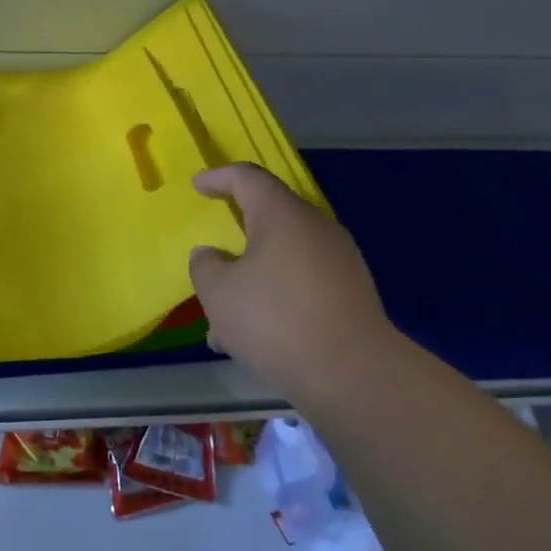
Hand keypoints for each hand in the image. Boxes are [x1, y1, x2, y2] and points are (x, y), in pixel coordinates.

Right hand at [189, 163, 401, 399]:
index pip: (247, 178)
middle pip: (268, 219)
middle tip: (210, 257)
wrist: (353, 373)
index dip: (218, 177)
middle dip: (234, 239)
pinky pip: (301, 283)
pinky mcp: (351, 293)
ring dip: (251, 279)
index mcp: (281, 214)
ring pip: (282, 258)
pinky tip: (254, 338)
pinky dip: (274, 298)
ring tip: (224, 321)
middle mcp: (315, 228)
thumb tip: (211, 256)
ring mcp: (339, 260)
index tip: (197, 186)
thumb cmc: (274, 319)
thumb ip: (205, 266)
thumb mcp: (218, 292)